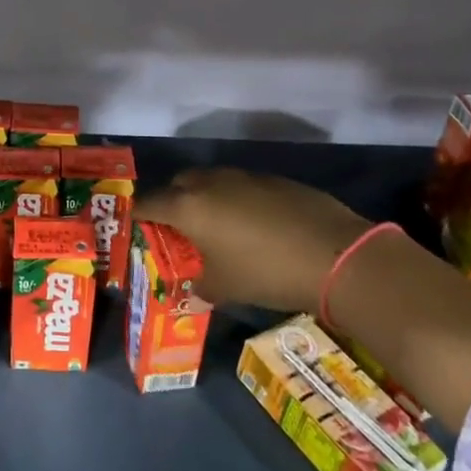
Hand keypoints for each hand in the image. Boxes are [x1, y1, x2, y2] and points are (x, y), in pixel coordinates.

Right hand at [138, 167, 372, 312]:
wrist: (334, 255)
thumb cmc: (265, 272)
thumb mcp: (225, 288)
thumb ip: (201, 287)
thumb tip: (194, 294)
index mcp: (188, 207)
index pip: (147, 203)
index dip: (138, 215)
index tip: (136, 227)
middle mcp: (209, 183)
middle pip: (177, 184)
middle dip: (172, 202)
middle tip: (177, 229)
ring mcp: (244, 176)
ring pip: (211, 181)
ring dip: (205, 199)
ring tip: (215, 227)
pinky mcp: (273, 179)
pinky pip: (241, 185)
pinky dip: (236, 200)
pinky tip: (253, 225)